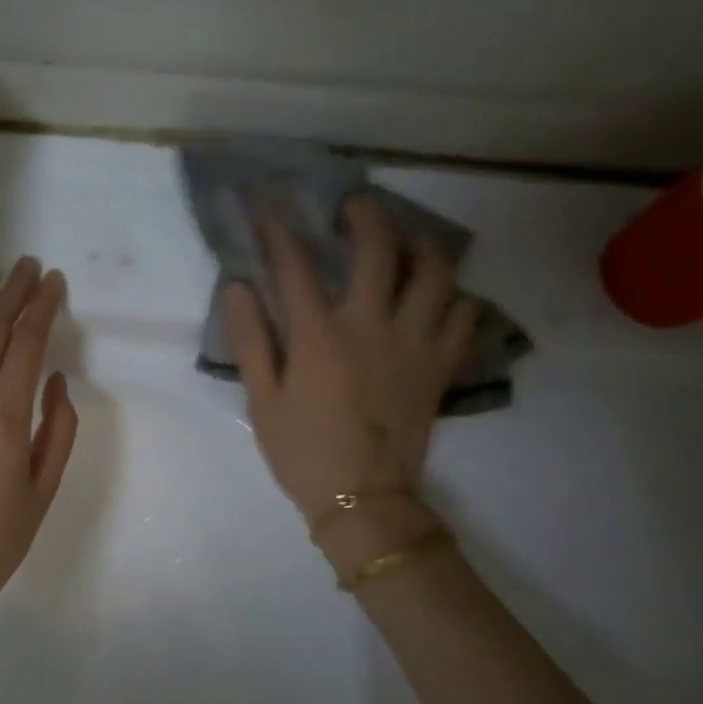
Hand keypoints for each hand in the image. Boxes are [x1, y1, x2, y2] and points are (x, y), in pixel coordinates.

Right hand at [224, 197, 474, 534]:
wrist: (364, 499)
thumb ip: (250, 340)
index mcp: (320, 336)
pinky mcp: (440, 366)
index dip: (279, 229)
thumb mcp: (261, 400)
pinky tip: (438, 297)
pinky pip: (463, 315)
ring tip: (407, 242)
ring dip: (421, 246)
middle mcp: (372, 326)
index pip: (295, 266)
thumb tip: (238, 287)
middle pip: (379, 249)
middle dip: (365, 215)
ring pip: (436, 273)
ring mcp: (414, 343)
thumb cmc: (302, 451)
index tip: (268, 204)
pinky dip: (454, 297)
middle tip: (354, 207)